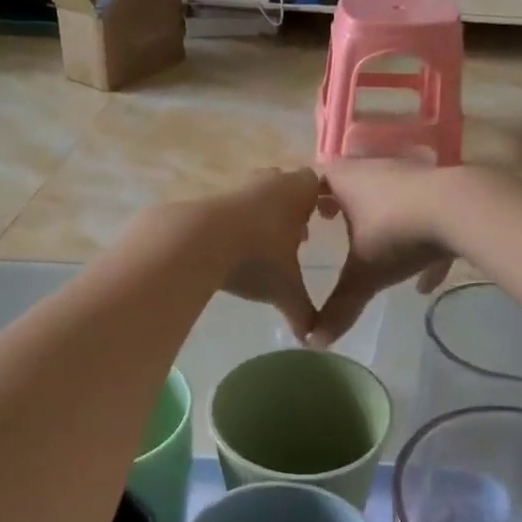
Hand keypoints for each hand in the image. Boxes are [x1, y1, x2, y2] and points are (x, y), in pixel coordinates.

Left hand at [198, 168, 322, 340]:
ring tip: (264, 247)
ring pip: (257, 195)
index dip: (321, 201)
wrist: (197, 241)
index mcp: (298, 191)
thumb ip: (303, 312)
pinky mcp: (209, 197)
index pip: (317, 184)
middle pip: (286, 186)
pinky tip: (235, 249)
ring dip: (263, 216)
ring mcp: (237, 185)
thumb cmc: (257, 257)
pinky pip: (231, 207)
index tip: (324, 219)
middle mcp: (269, 180)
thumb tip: (313, 341)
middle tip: (297, 237)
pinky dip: (237, 223)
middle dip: (293, 210)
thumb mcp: (286, 290)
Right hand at [310, 161, 457, 349]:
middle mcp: (377, 170)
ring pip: (391, 198)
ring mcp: (414, 177)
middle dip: (345, 205)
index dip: (308, 196)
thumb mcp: (363, 275)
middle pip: (354, 183)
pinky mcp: (444, 190)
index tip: (309, 215)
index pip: (318, 178)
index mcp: (348, 181)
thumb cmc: (397, 234)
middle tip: (335, 225)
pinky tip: (427, 282)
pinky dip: (424, 244)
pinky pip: (427, 216)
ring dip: (385, 223)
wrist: (461, 209)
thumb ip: (339, 307)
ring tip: (380, 255)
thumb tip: (315, 342)